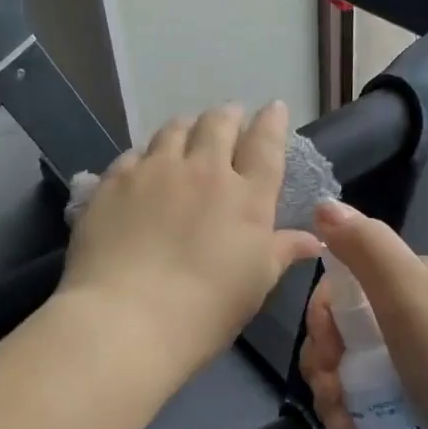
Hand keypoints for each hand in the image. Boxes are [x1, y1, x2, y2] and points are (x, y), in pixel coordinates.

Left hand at [60, 102, 322, 374]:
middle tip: (230, 119)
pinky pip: (135, 153)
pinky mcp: (114, 181)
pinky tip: (144, 166)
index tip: (273, 109)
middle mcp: (203, 170)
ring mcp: (155, 171)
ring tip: (188, 132)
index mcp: (246, 196)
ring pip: (174, 129)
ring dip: (187, 127)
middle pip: (218, 125)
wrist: (127, 318)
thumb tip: (313, 238)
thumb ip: (282, 252)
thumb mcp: (255, 284)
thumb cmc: (205, 310)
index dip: (272, 122)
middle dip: (228, 116)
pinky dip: (147, 154)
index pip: (265, 144)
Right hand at [298, 200, 427, 428]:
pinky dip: (350, 414)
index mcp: (416, 281)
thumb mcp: (409, 296)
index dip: (323, 316)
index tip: (327, 350)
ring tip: (341, 422)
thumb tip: (324, 204)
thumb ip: (367, 247)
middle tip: (331, 390)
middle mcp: (416, 314)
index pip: (345, 285)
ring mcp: (417, 361)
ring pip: (349, 367)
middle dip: (324, 361)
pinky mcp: (418, 402)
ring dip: (331, 392)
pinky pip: (366, 399)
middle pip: (342, 329)